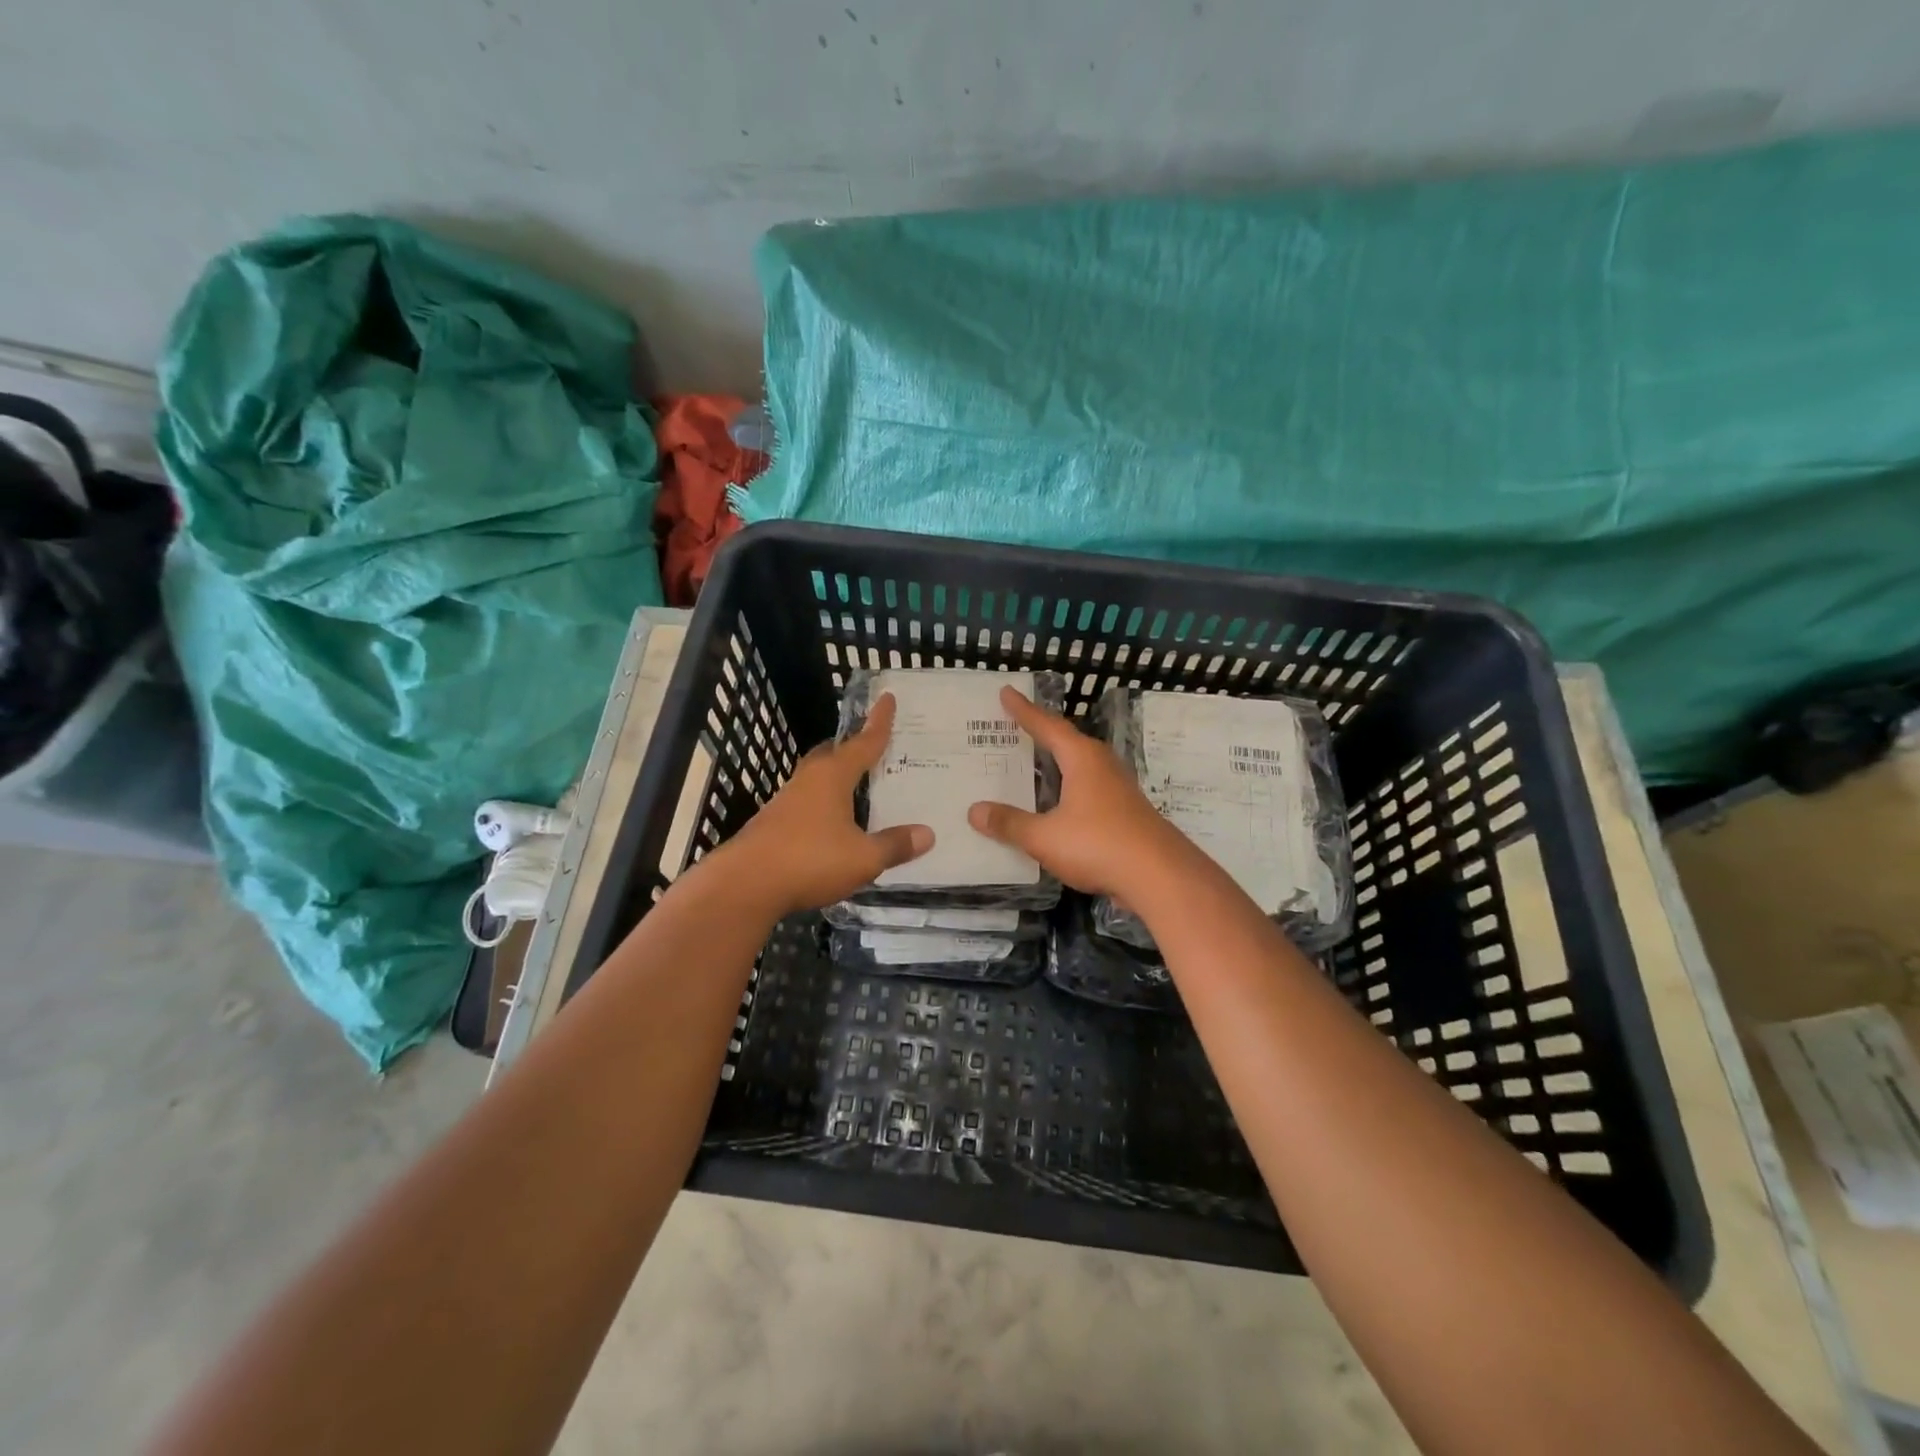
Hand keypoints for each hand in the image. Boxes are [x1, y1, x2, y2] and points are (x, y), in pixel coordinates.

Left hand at [722, 692, 932, 916]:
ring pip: (816, 779)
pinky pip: (806, 804)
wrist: (745, 885)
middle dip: (851, 748)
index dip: (879, 722)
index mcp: (832, 776)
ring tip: (856, 788)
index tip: (887, 697)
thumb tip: (928, 834)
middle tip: (872, 747)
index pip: (863, 742)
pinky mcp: (772, 824)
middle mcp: (808, 780)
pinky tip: (831, 824)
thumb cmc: (810, 860)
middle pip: (832, 754)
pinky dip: (823, 805)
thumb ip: (895, 845)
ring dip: (836, 779)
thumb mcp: (863, 857)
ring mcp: (786, 802)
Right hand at [967, 685, 1186, 903]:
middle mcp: (1102, 765)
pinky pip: (1088, 790)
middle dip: (1041, 735)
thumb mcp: (1044, 837)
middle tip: (1014, 729)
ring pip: (1080, 767)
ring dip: (1056, 765)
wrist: (1160, 877)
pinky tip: (1057, 806)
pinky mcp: (1126, 812)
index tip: (1006, 692)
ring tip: (1031, 766)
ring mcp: (1118, 789)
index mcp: (1082, 759)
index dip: (1024, 711)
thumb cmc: (1098, 844)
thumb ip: (1010, 824)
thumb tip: (974, 811)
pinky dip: (1067, 790)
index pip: (1047, 726)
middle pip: (1067, 742)